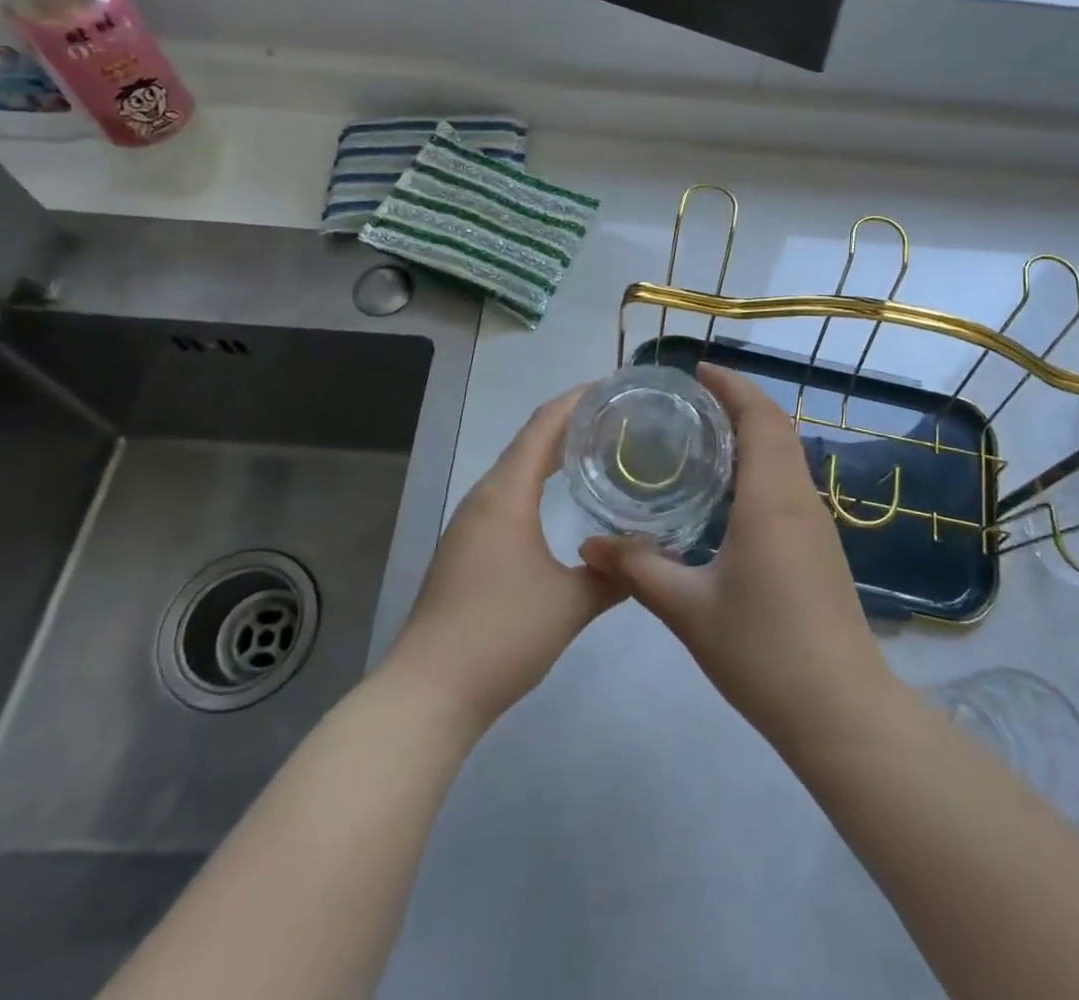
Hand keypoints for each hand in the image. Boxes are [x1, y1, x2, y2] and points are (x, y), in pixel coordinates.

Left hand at [389, 388, 622, 731]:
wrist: (429, 692)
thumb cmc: (502, 635)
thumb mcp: (572, 603)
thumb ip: (614, 574)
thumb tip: (649, 556)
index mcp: (505, 495)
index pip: (543, 426)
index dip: (576, 400)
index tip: (613, 387)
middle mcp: (483, 498)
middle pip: (529, 442)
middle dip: (570, 423)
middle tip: (617, 418)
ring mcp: (469, 523)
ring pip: (515, 470)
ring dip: (551, 453)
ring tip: (595, 450)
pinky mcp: (465, 548)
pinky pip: (506, 495)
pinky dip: (535, 482)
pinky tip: (557, 500)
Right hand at [579, 365, 896, 746]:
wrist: (840, 709)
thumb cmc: (763, 651)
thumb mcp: (688, 610)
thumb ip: (638, 570)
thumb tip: (589, 543)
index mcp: (772, 499)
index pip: (760, 418)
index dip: (732, 386)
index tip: (698, 370)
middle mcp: (800, 499)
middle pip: (777, 428)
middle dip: (739, 402)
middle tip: (692, 399)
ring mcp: (817, 524)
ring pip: (787, 456)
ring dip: (754, 433)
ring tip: (705, 437)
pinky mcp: (821, 548)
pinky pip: (790, 484)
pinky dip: (762, 465)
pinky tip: (730, 494)